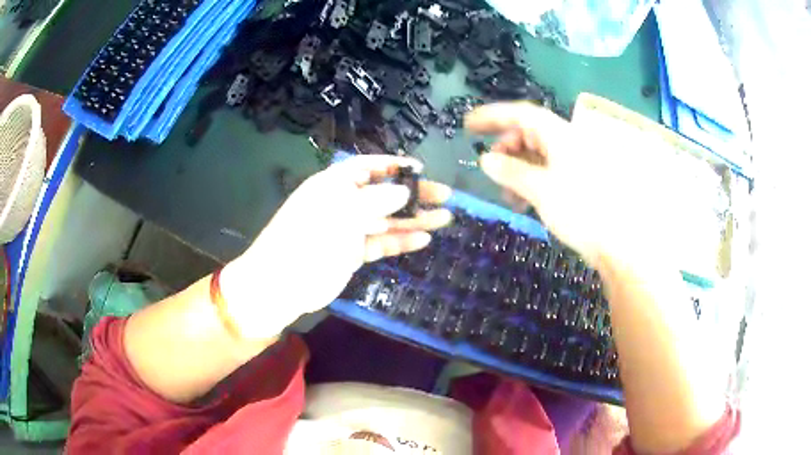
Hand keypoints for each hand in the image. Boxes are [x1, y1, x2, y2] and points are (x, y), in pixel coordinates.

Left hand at [219, 155, 451, 338]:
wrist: (282, 285)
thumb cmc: (308, 241)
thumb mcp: (341, 214)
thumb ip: (376, 200)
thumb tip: (404, 190)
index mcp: (334, 184)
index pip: (368, 167)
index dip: (394, 167)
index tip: (422, 170)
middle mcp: (343, 203)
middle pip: (384, 194)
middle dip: (414, 194)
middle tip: (445, 196)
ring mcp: (348, 229)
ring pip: (387, 219)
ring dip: (414, 219)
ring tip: (445, 217)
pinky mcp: (352, 253)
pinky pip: (381, 243)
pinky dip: (401, 241)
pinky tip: (424, 239)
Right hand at [466, 101, 715, 271]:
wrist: (618, 244)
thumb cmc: (582, 211)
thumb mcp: (541, 190)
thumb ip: (511, 172)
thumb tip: (485, 160)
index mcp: (561, 136)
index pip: (522, 114)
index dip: (493, 116)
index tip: (469, 125)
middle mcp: (568, 142)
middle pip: (529, 133)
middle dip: (506, 148)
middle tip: (489, 168)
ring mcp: (574, 161)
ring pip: (537, 154)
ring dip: (517, 168)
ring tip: (507, 193)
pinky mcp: (577, 180)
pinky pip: (547, 170)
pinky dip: (531, 180)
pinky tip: (524, 199)